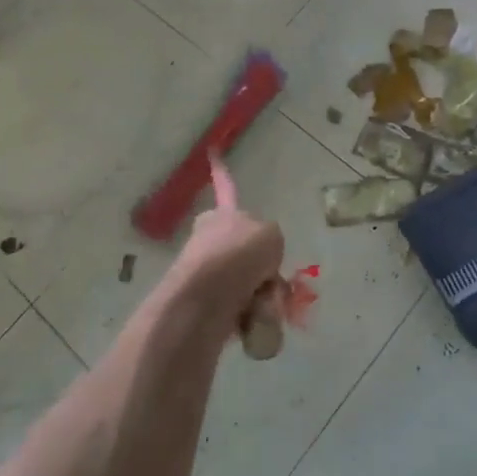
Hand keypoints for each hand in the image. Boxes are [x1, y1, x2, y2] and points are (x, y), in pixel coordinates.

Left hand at [170, 156, 285, 338]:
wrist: (206, 300)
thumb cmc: (239, 255)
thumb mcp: (270, 233)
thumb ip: (270, 239)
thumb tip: (261, 266)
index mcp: (221, 215)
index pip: (227, 188)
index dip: (222, 172)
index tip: (212, 152)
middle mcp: (208, 240)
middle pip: (245, 250)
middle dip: (262, 267)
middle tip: (272, 278)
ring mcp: (204, 275)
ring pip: (246, 283)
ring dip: (262, 295)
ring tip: (264, 304)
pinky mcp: (204, 309)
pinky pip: (241, 312)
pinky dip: (252, 318)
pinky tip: (255, 322)